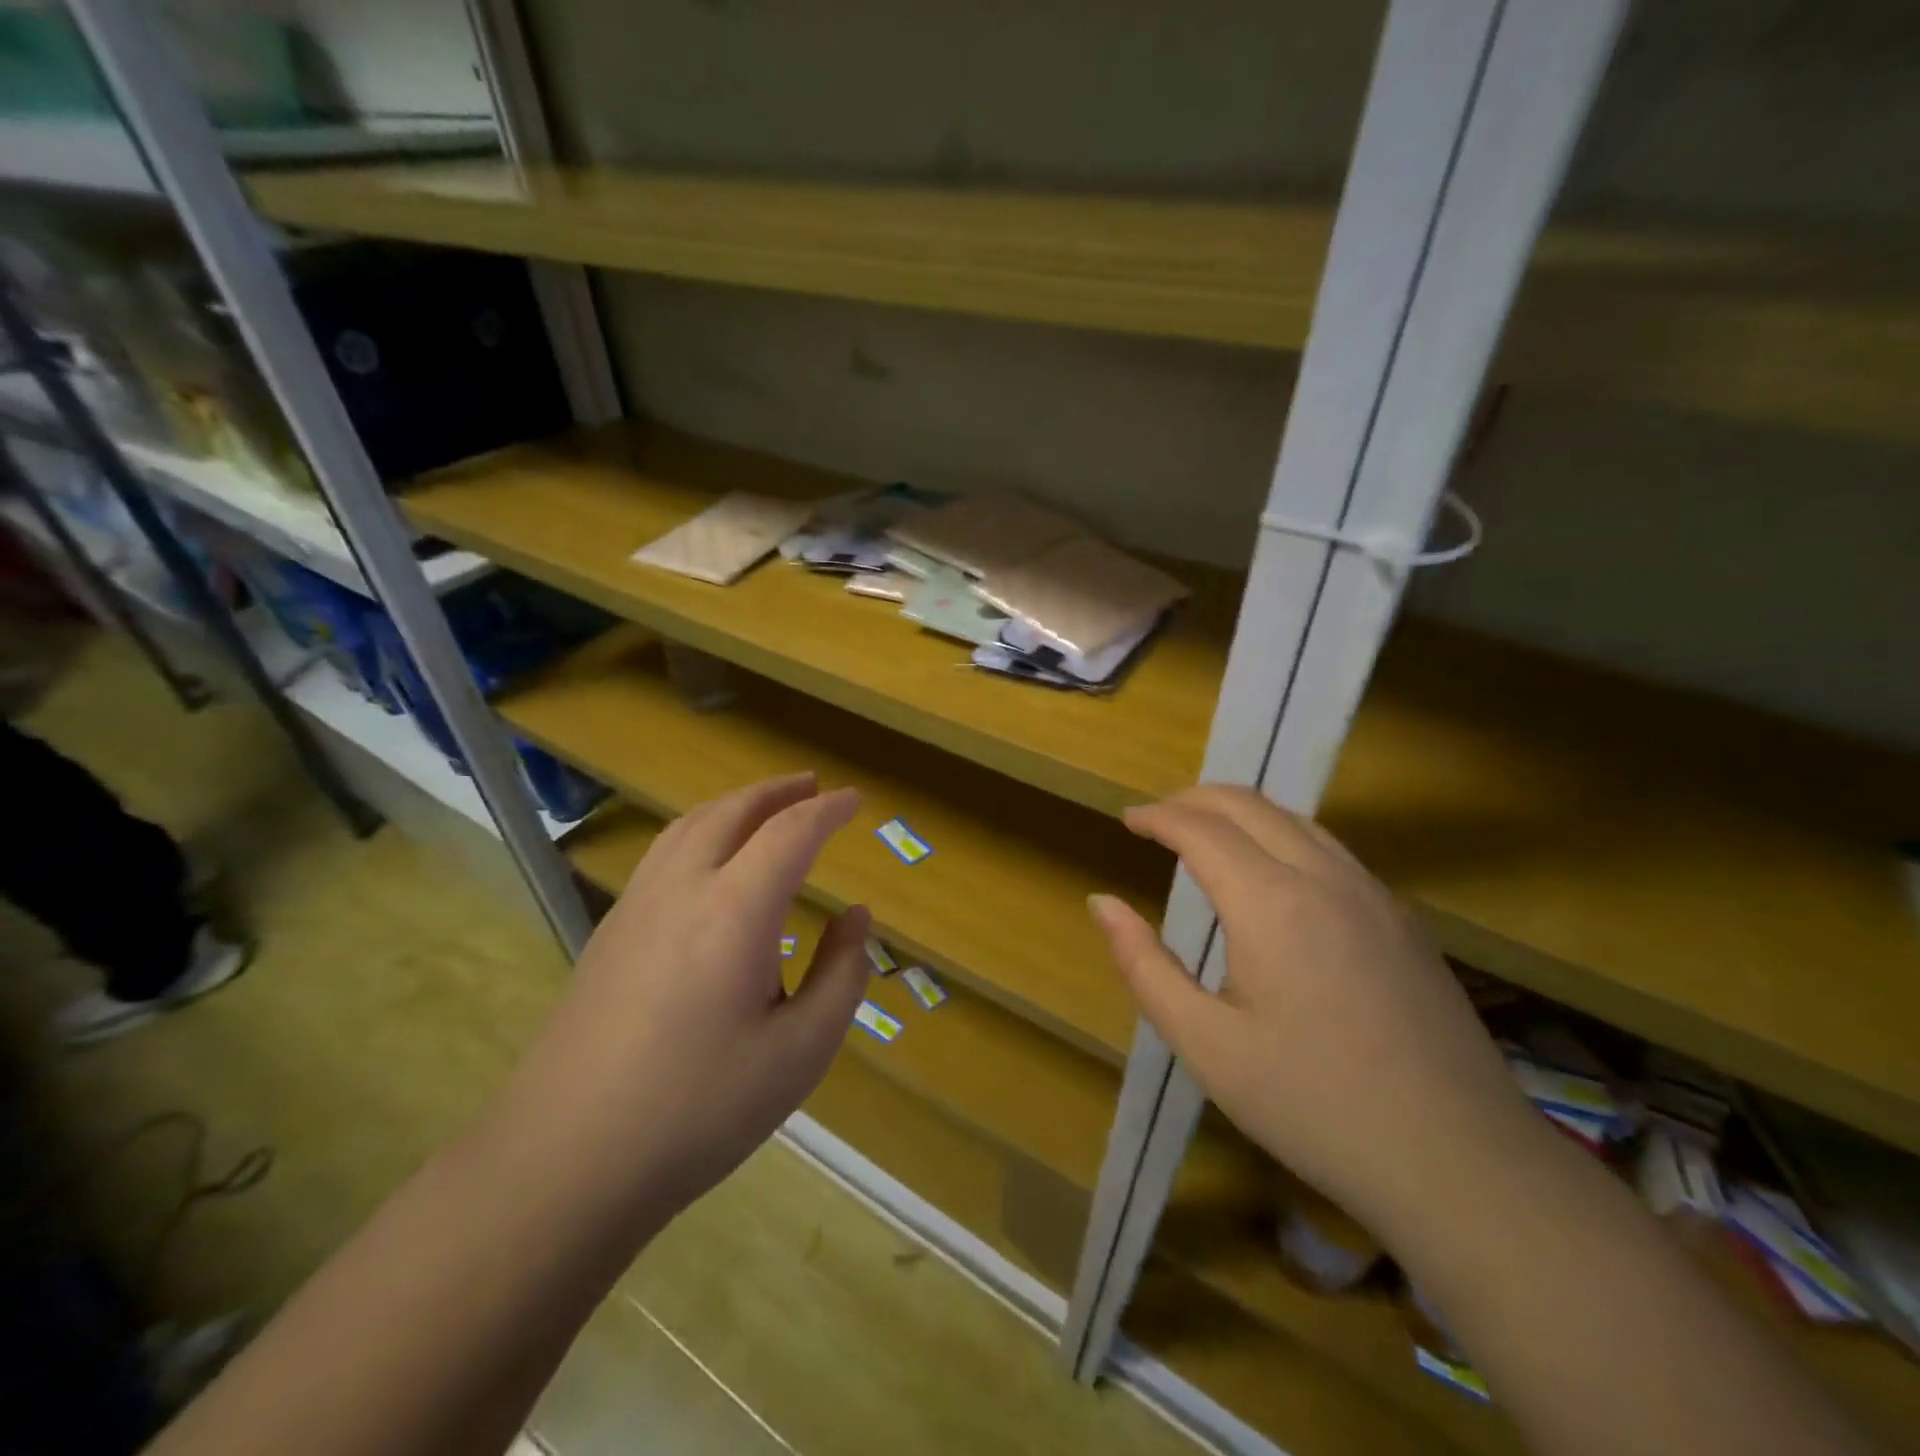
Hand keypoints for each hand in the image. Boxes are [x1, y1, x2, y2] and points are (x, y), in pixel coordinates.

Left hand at [490, 773, 870, 1230]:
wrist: (564, 1162)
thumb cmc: (698, 1110)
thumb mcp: (800, 1053)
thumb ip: (841, 975)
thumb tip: (856, 918)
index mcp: (734, 912)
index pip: (790, 833)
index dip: (827, 811)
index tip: (855, 800)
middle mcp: (682, 890)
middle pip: (732, 812)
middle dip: (777, 791)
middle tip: (812, 785)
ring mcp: (635, 908)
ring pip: (688, 826)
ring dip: (734, 804)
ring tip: (764, 806)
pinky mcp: (608, 934)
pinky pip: (663, 854)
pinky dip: (700, 831)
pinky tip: (709, 862)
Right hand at [1090, 785, 1541, 1242]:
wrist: (1461, 1162)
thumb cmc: (1314, 1106)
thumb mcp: (1206, 1045)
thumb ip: (1145, 966)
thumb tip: (1102, 903)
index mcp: (1271, 903)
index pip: (1202, 828)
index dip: (1157, 816)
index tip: (1126, 821)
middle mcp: (1324, 878)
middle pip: (1249, 805)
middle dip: (1194, 800)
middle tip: (1156, 820)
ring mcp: (1373, 894)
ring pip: (1295, 819)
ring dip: (1240, 813)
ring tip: (1204, 836)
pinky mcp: (1402, 918)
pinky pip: (1329, 848)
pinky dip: (1281, 835)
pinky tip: (1271, 875)